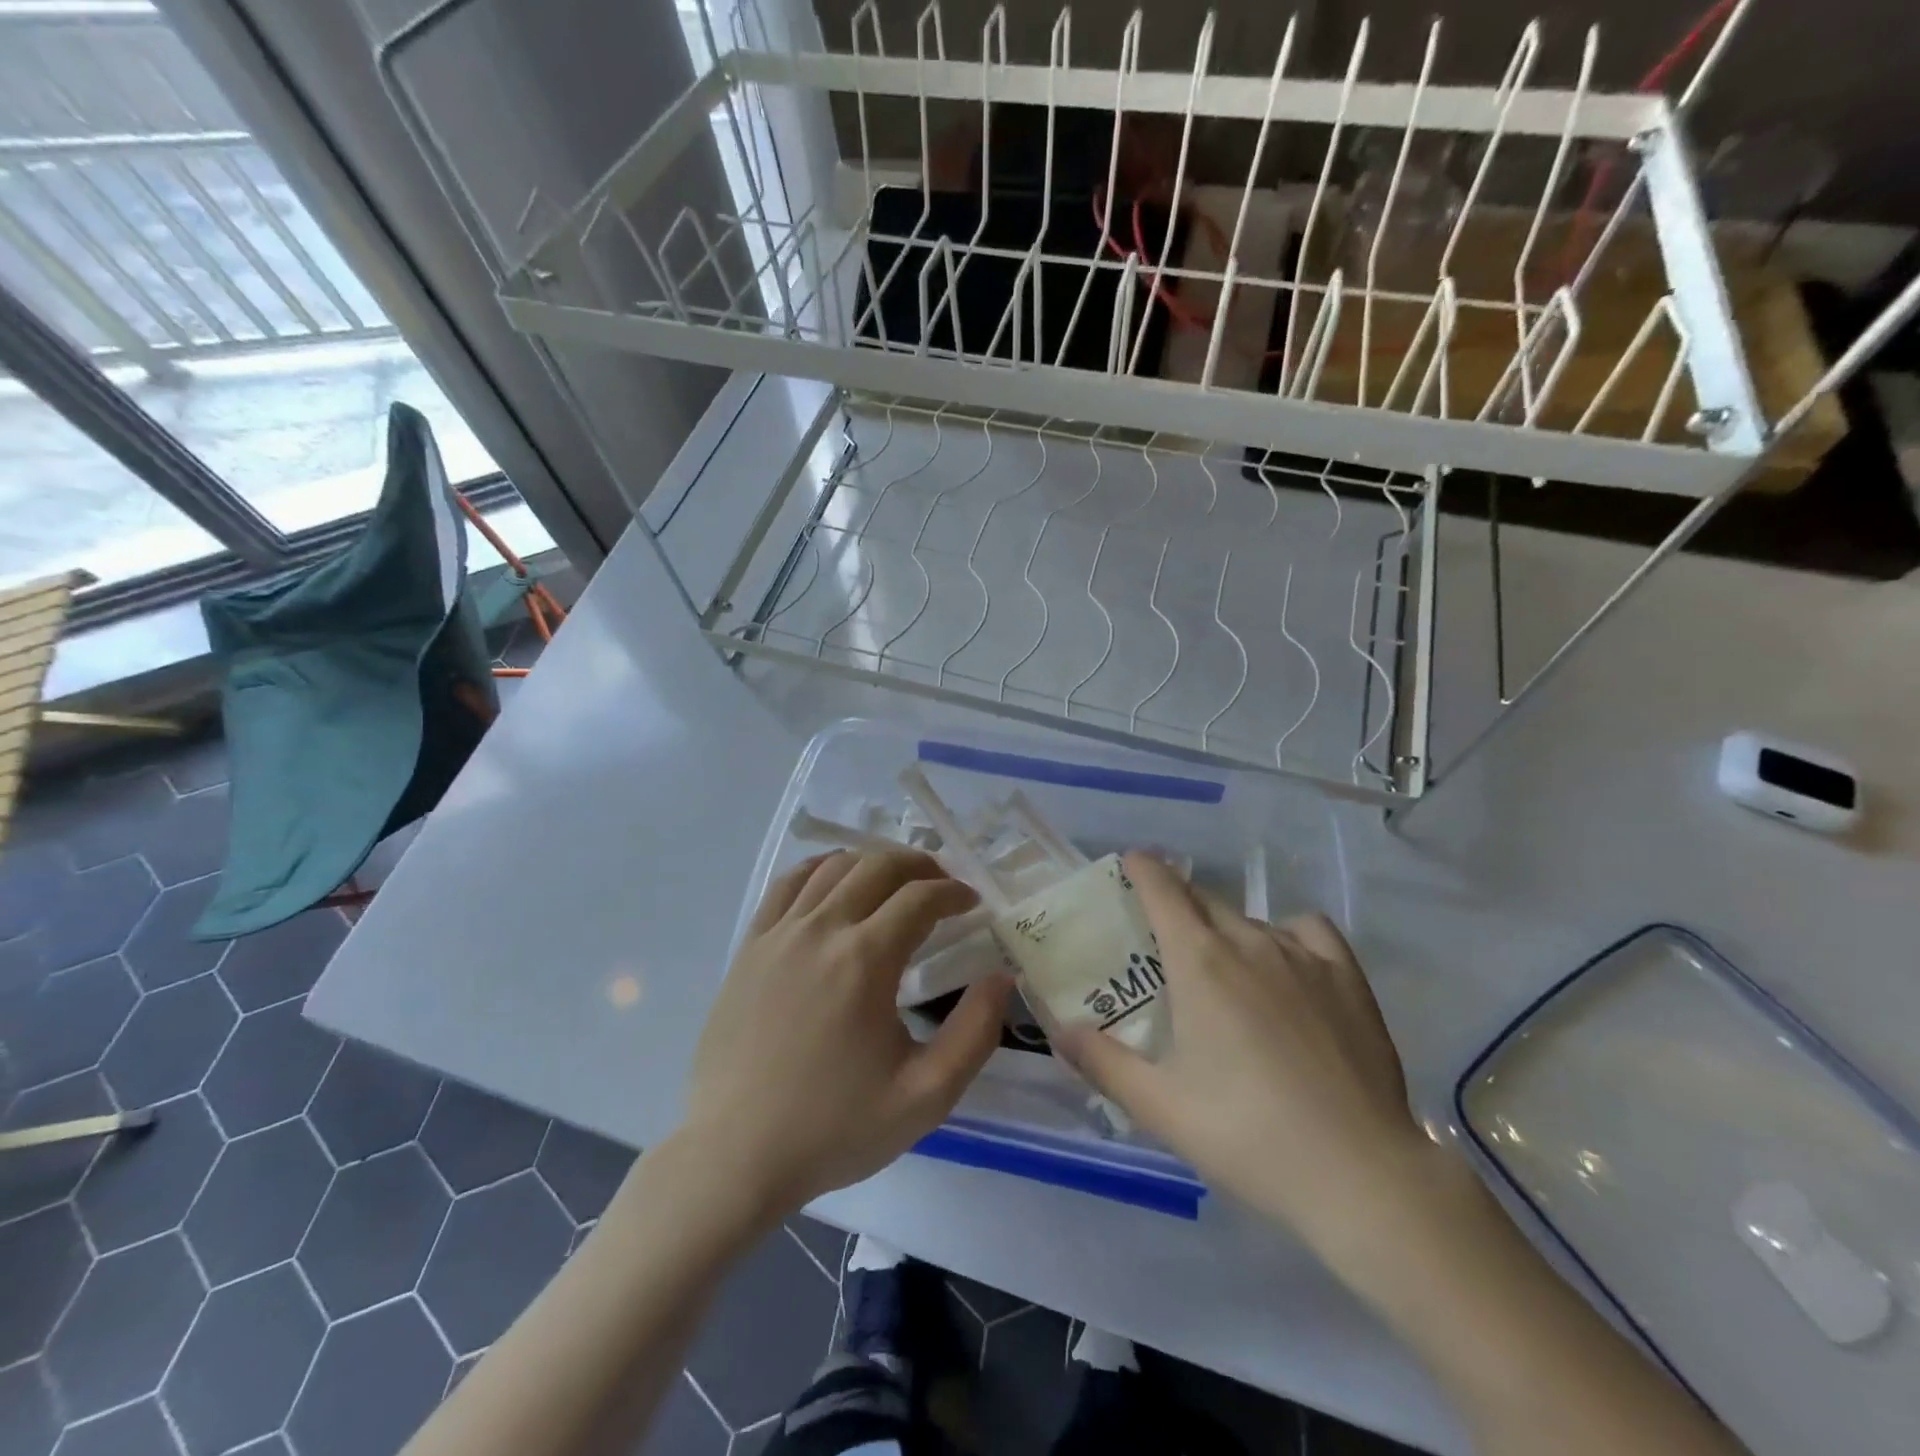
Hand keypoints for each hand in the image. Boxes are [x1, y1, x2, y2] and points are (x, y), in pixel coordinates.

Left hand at [683, 850, 1009, 1217]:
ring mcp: (779, 934)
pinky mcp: (750, 947)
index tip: (971, 904)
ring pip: (833, 867)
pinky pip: (787, 885)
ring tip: (894, 882)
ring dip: (872, 863)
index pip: (920, 897)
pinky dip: (820, 870)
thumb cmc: (834, 1128)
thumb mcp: (925, 1096)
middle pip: (878, 867)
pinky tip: (834, 883)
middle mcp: (821, 930)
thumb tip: (1001, 977)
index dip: (953, 892)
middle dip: (919, 866)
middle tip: (941, 885)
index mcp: (865, 960)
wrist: (735, 1155)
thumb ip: (975, 1033)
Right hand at [1058, 853, 1428, 1252]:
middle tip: (1162, 936)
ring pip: (1250, 918)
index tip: (1129, 863)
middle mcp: (1248, 941)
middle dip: (1177, 903)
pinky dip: (1286, 934)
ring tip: (1222, 967)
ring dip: (1225, 927)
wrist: (1359, 1174)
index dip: (1142, 868)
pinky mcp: (1348, 978)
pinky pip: (1307, 930)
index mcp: (1199, 961)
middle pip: (1203, 900)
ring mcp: (1303, 956)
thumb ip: (1101, 1062)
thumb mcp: (1159, 1106)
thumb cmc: (1247, 1134)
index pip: (1162, 888)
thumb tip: (1058, 1030)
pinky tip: (1286, 965)